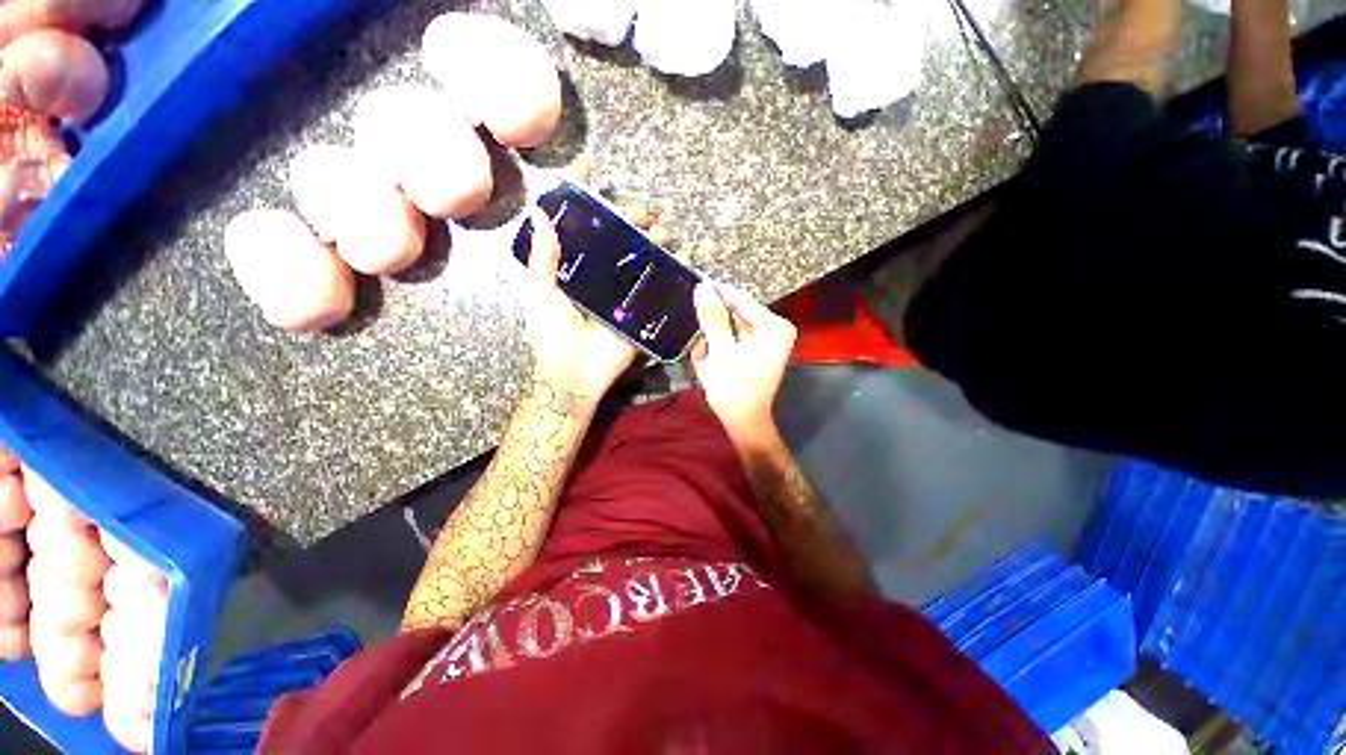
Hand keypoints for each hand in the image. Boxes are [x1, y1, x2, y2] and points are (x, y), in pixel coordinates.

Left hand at [522, 162, 672, 398]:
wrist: (575, 375)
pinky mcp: (640, 309)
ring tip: (667, 234)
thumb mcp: (540, 294)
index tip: (592, 165)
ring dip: (657, 240)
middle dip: (633, 216)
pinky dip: (671, 270)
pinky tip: (682, 258)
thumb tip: (540, 212)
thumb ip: (542, 257)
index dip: (583, 192)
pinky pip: (657, 286)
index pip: (578, 222)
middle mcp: (599, 272)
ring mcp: (623, 290)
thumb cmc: (551, 335)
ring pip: (641, 255)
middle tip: (646, 213)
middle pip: (618, 235)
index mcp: (572, 265)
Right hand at [691, 284, 796, 440]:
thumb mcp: (720, 350)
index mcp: (773, 326)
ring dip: (712, 339)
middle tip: (698, 339)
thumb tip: (702, 287)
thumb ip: (712, 317)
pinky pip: (732, 339)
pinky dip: (717, 347)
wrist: (743, 421)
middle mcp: (774, 329)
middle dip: (712, 326)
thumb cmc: (734, 388)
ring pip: (730, 327)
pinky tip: (709, 361)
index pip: (740, 299)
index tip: (692, 287)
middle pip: (735, 313)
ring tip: (704, 357)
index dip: (715, 293)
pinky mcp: (756, 350)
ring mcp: (766, 340)